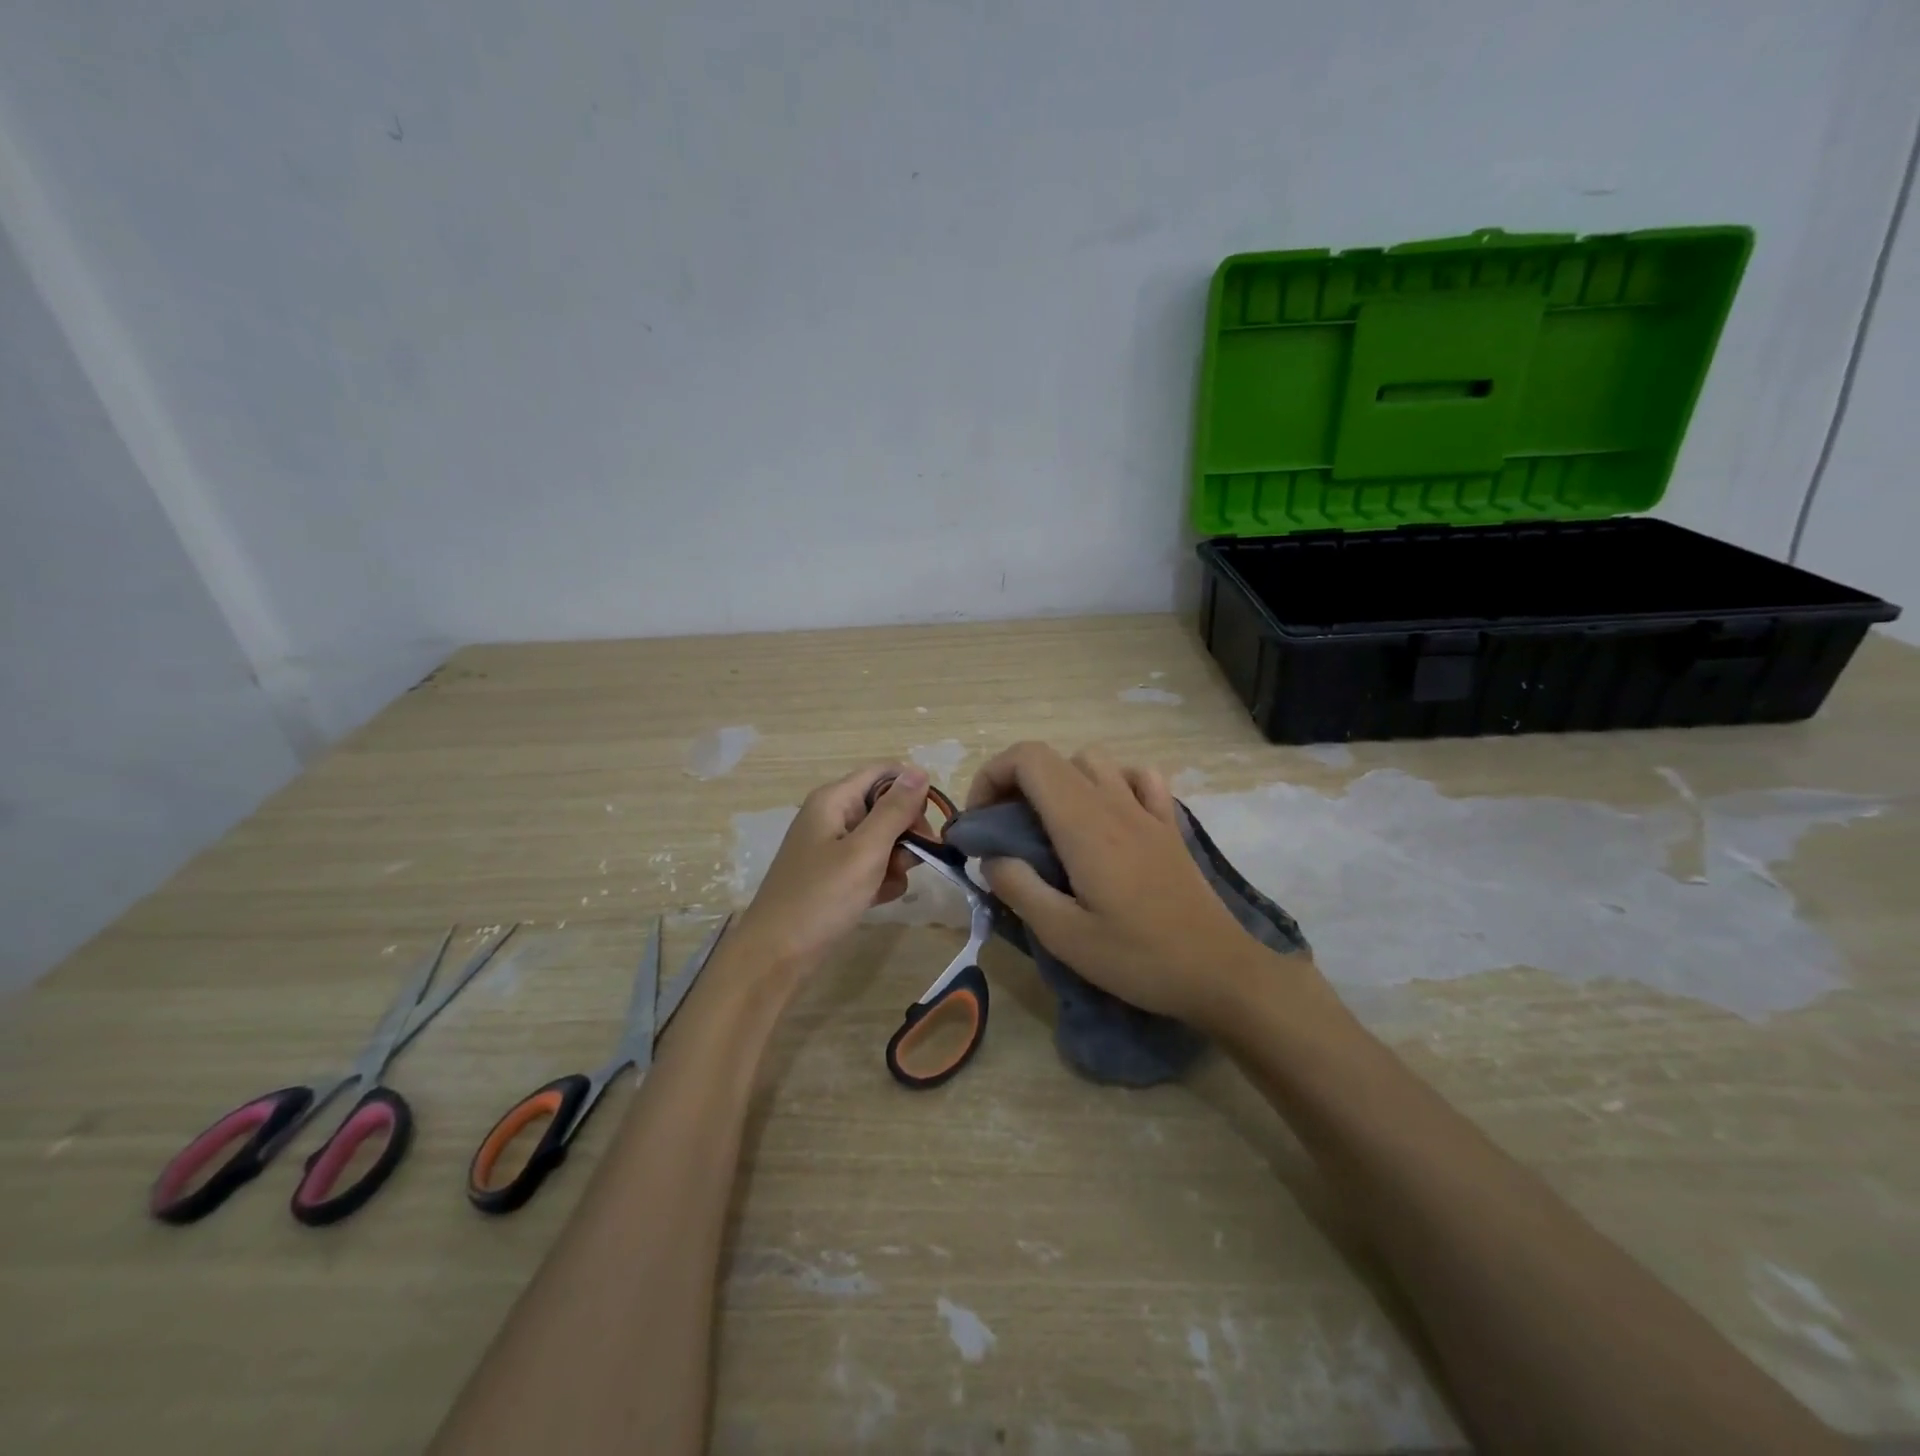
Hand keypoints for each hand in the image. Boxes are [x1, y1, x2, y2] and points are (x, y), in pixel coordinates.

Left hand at [731, 764, 932, 976]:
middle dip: (907, 832)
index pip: (885, 773)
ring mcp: (831, 847)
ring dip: (896, 860)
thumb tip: (919, 771)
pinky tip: (879, 899)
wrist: (776, 957)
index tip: (928, 825)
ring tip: (889, 884)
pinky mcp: (834, 876)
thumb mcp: (865, 851)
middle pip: (886, 807)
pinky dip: (880, 879)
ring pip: (882, 839)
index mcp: (834, 799)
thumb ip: (895, 810)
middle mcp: (832, 816)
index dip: (912, 792)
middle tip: (913, 860)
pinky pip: (869, 865)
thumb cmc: (820, 898)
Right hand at [966, 742, 1297, 1026]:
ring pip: (1093, 761)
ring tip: (1049, 824)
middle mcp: (1114, 803)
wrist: (1220, 972)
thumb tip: (992, 858)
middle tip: (1004, 829)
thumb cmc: (1139, 958)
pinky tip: (1107, 815)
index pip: (1029, 759)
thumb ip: (1019, 889)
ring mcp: (1147, 811)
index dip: (992, 776)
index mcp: (1083, 824)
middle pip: (1053, 757)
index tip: (980, 822)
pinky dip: (1113, 782)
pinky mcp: (1169, 826)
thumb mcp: (1064, 936)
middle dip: (1014, 781)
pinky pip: (1139, 777)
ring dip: (1060, 780)